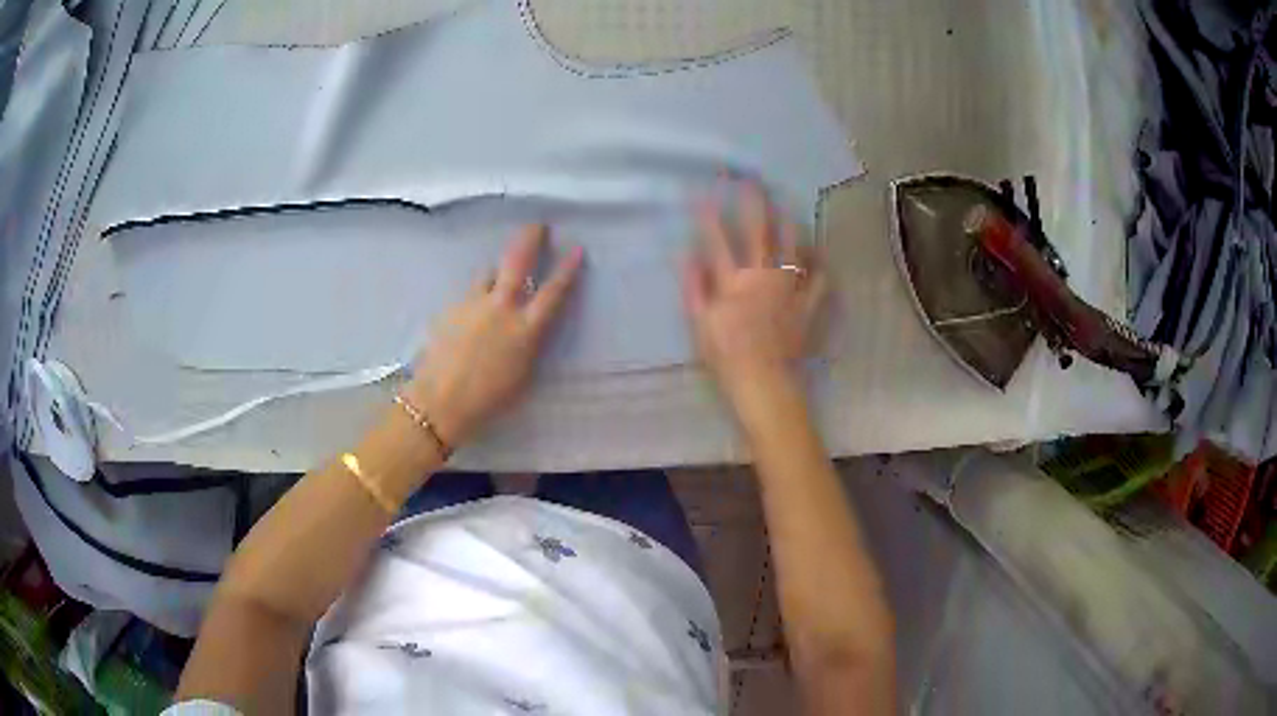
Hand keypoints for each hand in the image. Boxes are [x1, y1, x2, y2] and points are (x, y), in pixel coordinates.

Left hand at [403, 225, 583, 445]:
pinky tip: (470, 317)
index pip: (553, 292)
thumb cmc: (489, 399)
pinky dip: (476, 299)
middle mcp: (501, 308)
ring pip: (489, 275)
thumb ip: (529, 344)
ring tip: (499, 277)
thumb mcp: (523, 375)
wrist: (441, 401)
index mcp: (525, 329)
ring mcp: (473, 305)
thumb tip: (529, 325)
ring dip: (498, 272)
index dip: (567, 269)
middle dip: (530, 239)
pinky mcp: (451, 309)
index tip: (576, 249)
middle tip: (537, 225)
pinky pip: (469, 295)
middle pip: (518, 262)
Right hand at [682, 181, 828, 404]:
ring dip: (788, 221)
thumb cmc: (727, 358)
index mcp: (733, 281)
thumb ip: (694, 287)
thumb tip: (687, 255)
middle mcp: (763, 276)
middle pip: (760, 231)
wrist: (765, 385)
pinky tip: (816, 251)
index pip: (718, 239)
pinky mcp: (809, 303)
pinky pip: (819, 277)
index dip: (709, 215)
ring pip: (793, 246)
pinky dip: (818, 262)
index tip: (703, 192)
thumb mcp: (699, 325)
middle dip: (755, 202)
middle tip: (753, 179)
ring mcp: (790, 288)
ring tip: (787, 204)